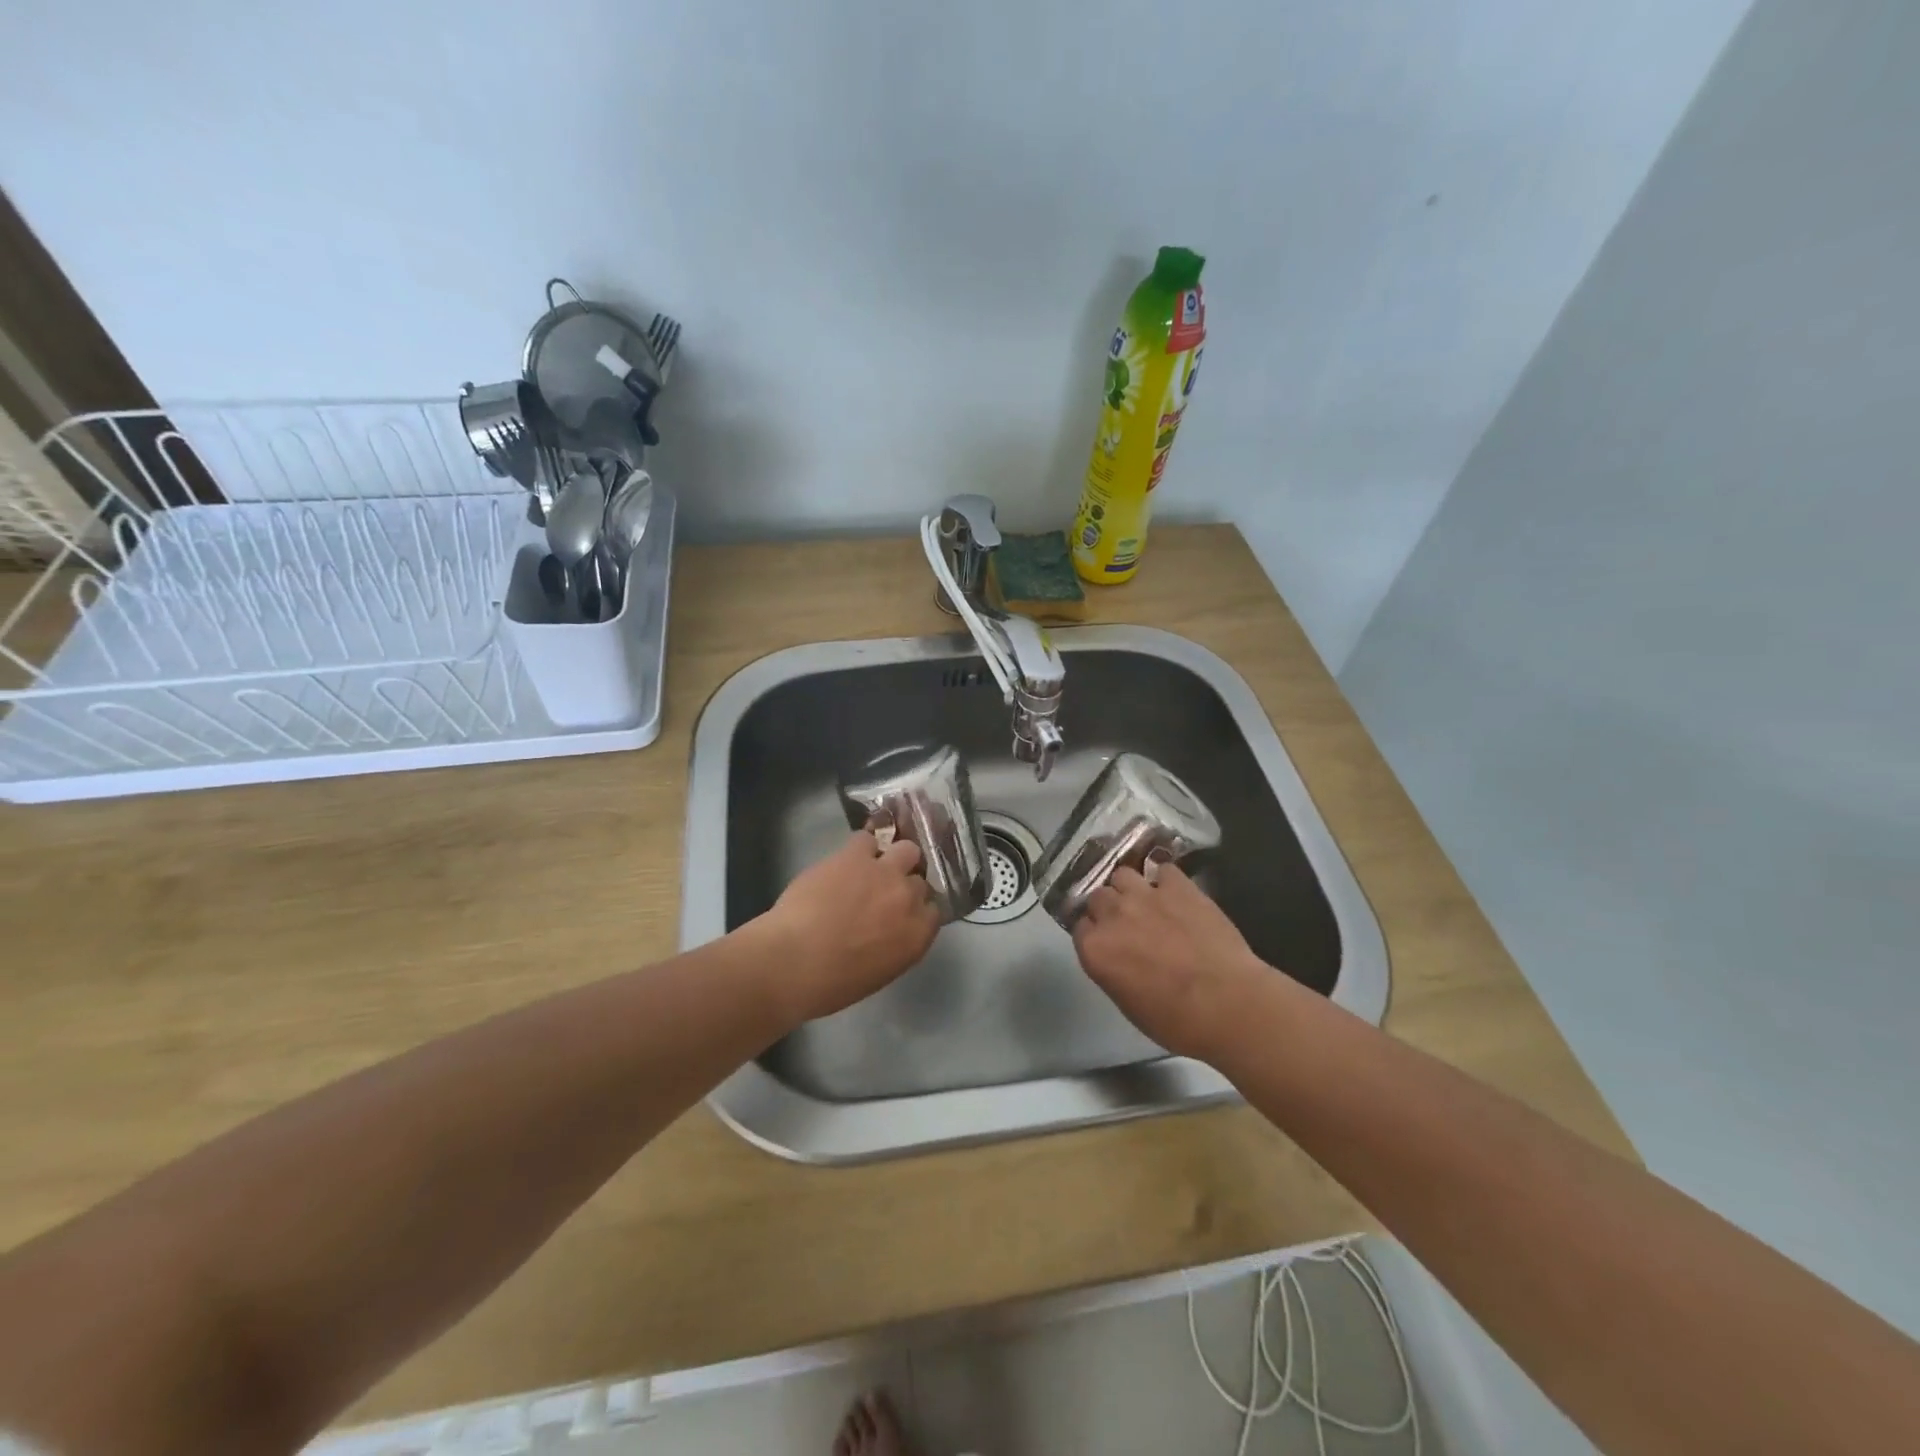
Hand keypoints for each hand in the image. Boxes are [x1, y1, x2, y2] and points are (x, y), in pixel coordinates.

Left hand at [755, 830, 940, 1021]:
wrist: (794, 960)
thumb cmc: (831, 983)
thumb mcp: (878, 972)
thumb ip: (895, 945)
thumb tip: (890, 930)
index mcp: (918, 935)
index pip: (933, 910)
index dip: (916, 908)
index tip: (901, 912)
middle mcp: (909, 899)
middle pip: (920, 880)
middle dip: (905, 883)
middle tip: (884, 891)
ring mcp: (885, 872)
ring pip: (906, 850)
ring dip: (893, 857)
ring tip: (872, 866)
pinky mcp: (857, 856)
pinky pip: (867, 839)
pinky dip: (860, 848)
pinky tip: (846, 859)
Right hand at [1072, 862, 1267, 1060]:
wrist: (1228, 1004)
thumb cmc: (1176, 1021)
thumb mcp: (1128, 1003)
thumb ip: (1112, 969)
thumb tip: (1117, 957)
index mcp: (1095, 949)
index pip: (1081, 927)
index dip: (1095, 934)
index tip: (1108, 942)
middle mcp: (1112, 915)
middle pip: (1098, 897)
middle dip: (1110, 908)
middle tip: (1129, 924)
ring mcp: (1145, 895)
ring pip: (1123, 875)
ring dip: (1131, 888)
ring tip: (1148, 902)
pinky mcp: (1178, 885)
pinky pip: (1162, 870)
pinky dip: (1166, 880)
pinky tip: (1176, 893)